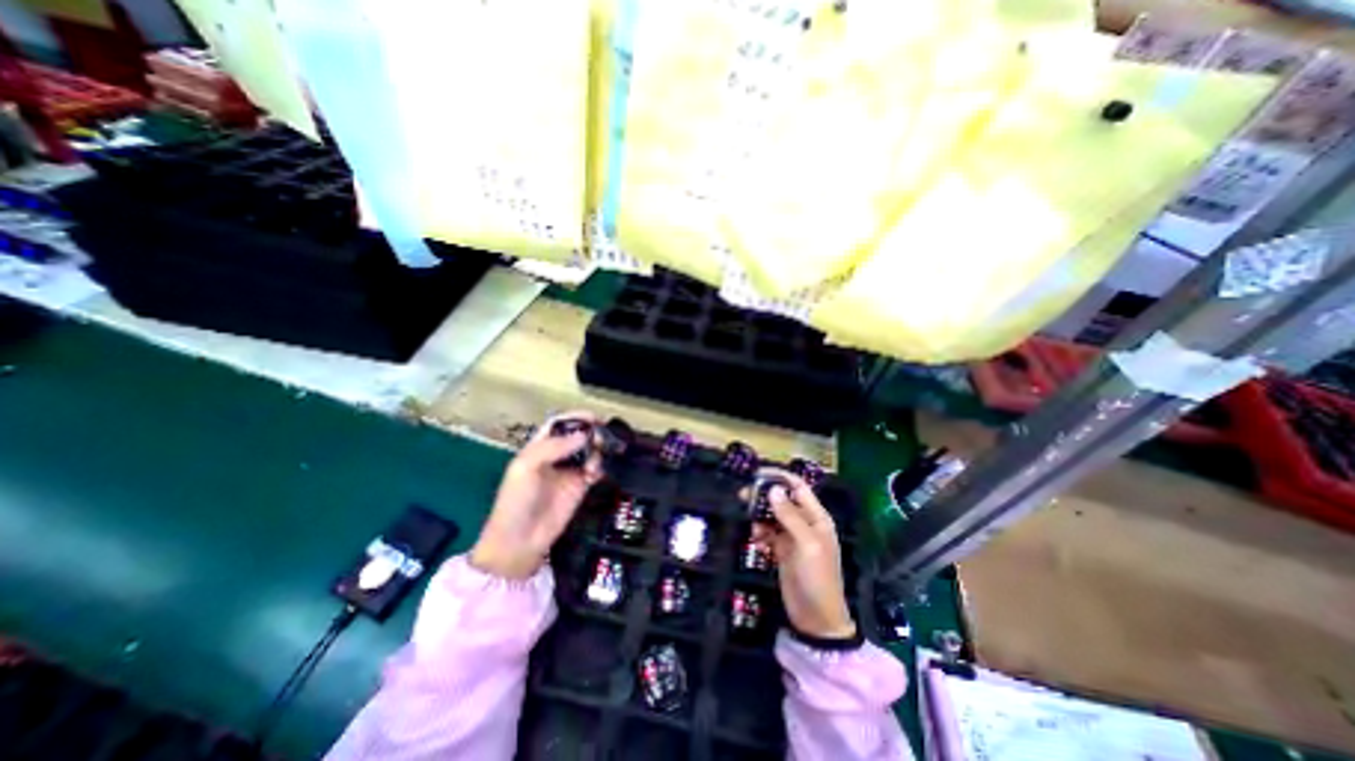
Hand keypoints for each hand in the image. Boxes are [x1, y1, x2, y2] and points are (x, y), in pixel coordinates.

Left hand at [473, 412, 606, 578]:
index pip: (558, 425)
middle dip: (591, 431)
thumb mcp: (526, 468)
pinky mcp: (581, 487)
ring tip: (599, 456)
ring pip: (590, 451)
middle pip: (578, 435)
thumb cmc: (516, 500)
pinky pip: (596, 470)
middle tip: (603, 434)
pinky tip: (595, 473)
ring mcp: (570, 471)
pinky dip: (600, 467)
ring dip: (598, 449)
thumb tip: (584, 435)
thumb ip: (553, 447)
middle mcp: (556, 456)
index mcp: (538, 447)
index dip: (574, 417)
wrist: (520, 540)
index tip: (592, 416)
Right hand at [746, 473, 849, 638]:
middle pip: (782, 500)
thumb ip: (790, 516)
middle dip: (764, 496)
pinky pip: (768, 533)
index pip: (798, 487)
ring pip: (772, 516)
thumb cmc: (817, 578)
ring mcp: (792, 537)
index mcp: (816, 517)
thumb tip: (773, 489)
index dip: (780, 477)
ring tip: (751, 526)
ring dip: (759, 516)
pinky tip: (756, 541)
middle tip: (742, 495)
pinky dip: (760, 533)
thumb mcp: (806, 544)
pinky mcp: (782, 551)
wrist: (816, 619)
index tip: (757, 474)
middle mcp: (805, 523)